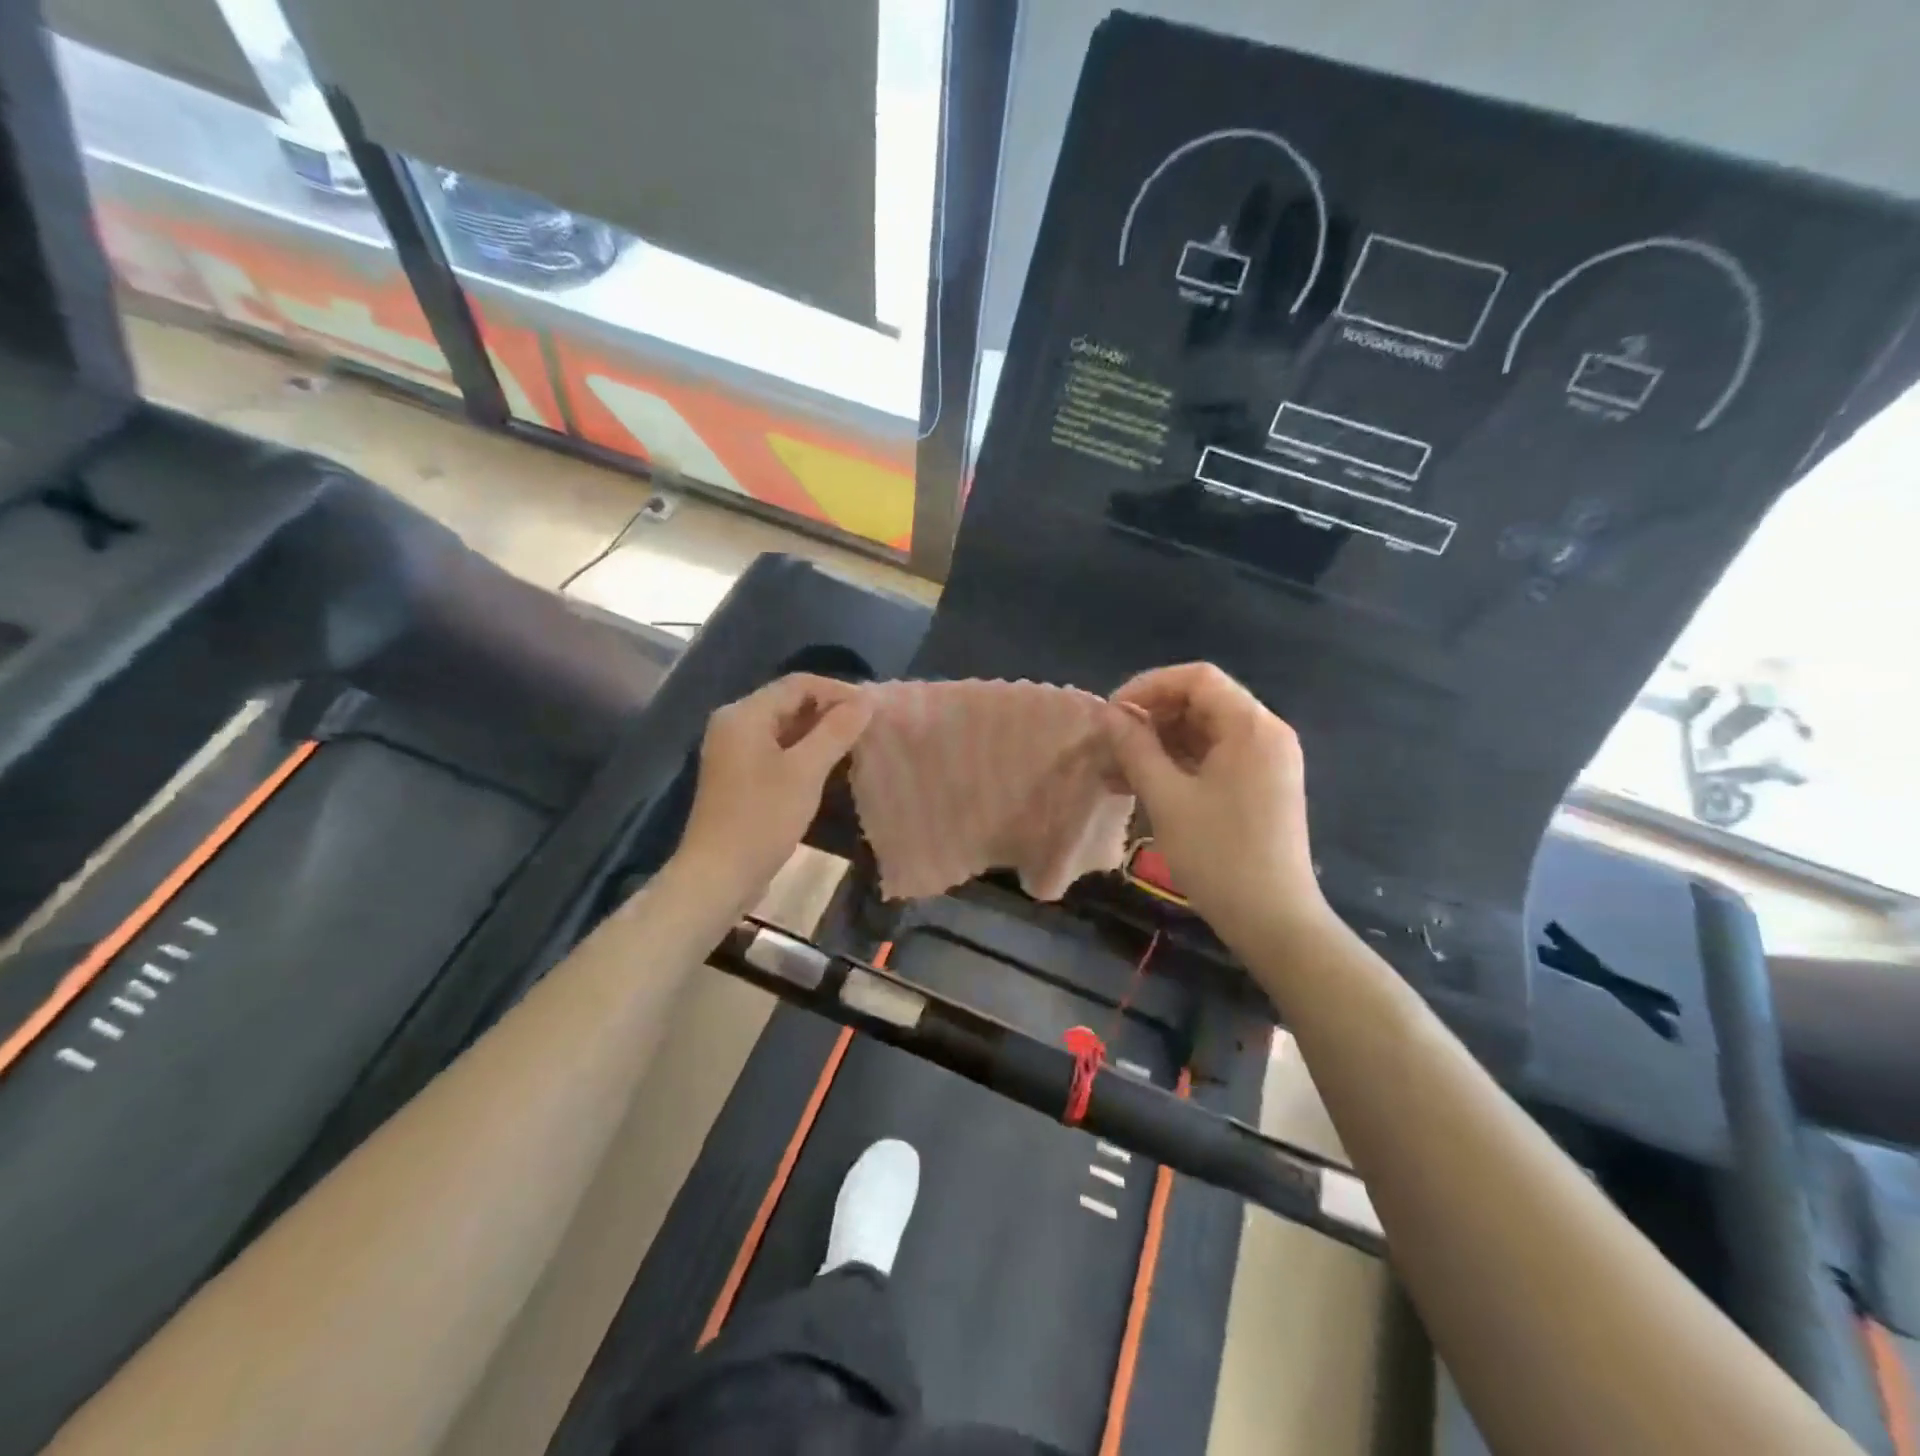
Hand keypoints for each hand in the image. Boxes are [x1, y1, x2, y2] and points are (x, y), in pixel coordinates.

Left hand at [676, 673, 873, 904]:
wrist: (719, 875)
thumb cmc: (762, 818)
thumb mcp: (805, 771)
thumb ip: (836, 731)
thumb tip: (866, 700)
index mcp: (744, 714)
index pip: (798, 684)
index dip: (838, 691)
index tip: (873, 708)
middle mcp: (734, 724)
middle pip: (790, 703)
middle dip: (831, 711)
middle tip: (869, 727)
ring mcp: (735, 751)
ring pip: (786, 728)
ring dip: (820, 732)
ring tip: (857, 744)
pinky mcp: (740, 776)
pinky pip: (778, 750)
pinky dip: (805, 752)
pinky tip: (830, 766)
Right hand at [1103, 663, 1326, 942]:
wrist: (1275, 921)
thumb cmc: (1219, 855)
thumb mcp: (1167, 798)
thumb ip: (1135, 748)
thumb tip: (1108, 714)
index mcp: (1251, 726)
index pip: (1196, 679)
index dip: (1148, 687)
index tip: (1112, 715)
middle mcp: (1265, 734)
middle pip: (1201, 703)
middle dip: (1150, 718)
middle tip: (1110, 745)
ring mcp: (1266, 762)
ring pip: (1204, 733)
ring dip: (1159, 745)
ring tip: (1115, 770)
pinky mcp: (1260, 787)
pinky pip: (1214, 759)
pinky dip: (1178, 765)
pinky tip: (1141, 785)